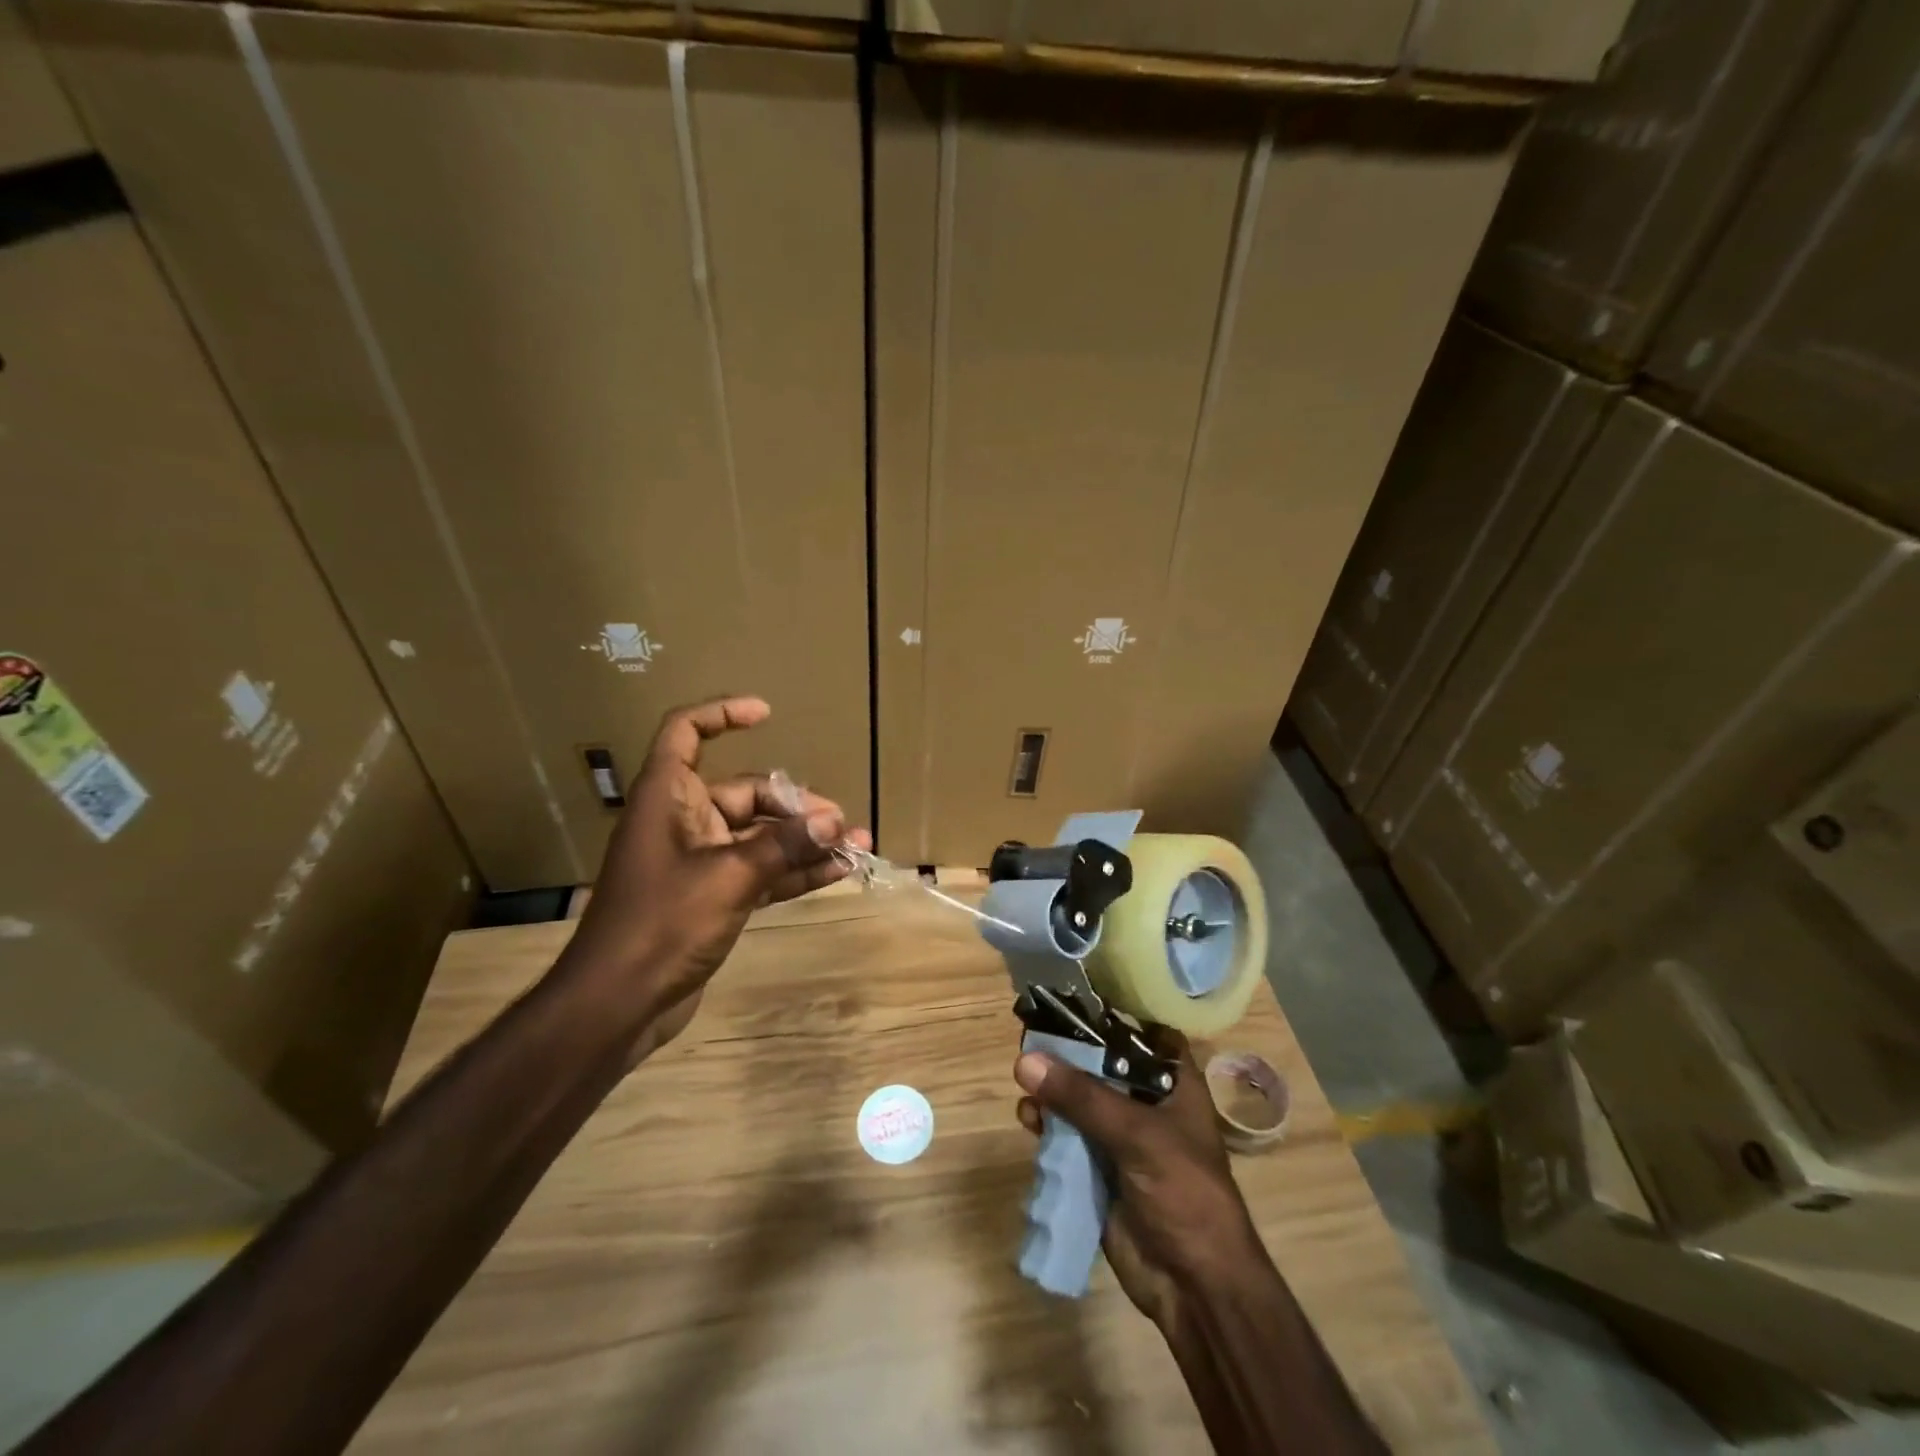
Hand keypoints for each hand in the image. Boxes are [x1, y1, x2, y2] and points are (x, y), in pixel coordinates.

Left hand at [567, 697, 871, 1051]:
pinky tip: (835, 873)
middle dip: (794, 805)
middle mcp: (683, 821)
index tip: (766, 713)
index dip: (721, 714)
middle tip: (838, 822)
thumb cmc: (662, 923)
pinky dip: (793, 871)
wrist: (617, 1005)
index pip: (685, 733)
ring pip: (759, 836)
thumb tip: (835, 821)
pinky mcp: (712, 897)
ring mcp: (699, 861)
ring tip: (855, 846)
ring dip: (803, 841)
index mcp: (668, 798)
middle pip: (744, 793)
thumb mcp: (730, 877)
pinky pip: (760, 871)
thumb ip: (784, 846)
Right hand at [1015, 1033, 1262, 1329]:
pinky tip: (1028, 1119)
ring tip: (1024, 1084)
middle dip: (1067, 1053)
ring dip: (1052, 1090)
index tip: (1071, 997)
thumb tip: (1025, 1060)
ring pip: (1079, 1100)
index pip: (1143, 1032)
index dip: (1112, 1013)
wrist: (1194, 1286)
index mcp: (1174, 1084)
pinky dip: (1047, 1125)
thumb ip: (1081, 1097)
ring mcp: (1122, 1137)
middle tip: (1030, 1036)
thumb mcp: (1137, 1134)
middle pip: (1102, 1064)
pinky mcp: (1100, 1169)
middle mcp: (1147, 1103)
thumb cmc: (1184, 1193)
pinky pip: (1068, 1136)